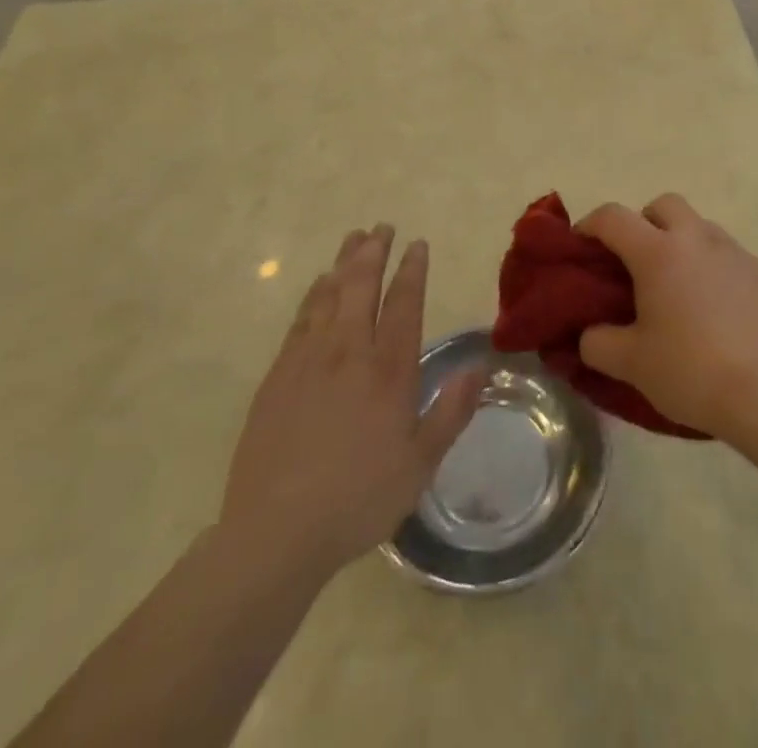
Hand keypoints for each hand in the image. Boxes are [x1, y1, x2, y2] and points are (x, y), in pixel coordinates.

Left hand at [216, 226, 482, 579]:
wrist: (275, 532)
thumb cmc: (358, 499)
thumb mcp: (420, 463)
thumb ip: (452, 411)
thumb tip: (481, 366)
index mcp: (388, 370)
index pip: (404, 304)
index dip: (413, 270)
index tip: (418, 244)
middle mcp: (349, 352)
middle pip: (363, 286)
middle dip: (375, 251)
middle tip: (382, 226)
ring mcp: (308, 360)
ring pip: (330, 294)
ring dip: (344, 262)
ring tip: (354, 238)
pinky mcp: (278, 375)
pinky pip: (301, 319)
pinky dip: (314, 293)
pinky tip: (319, 284)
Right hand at [577, 195, 757, 440]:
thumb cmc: (691, 370)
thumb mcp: (630, 364)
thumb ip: (597, 342)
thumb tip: (589, 333)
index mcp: (658, 252)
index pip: (613, 217)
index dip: (589, 226)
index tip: (582, 249)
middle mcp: (696, 238)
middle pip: (662, 205)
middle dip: (642, 223)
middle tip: (633, 264)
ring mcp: (732, 252)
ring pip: (697, 226)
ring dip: (678, 242)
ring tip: (673, 288)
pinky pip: (723, 253)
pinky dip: (707, 265)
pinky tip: (708, 307)